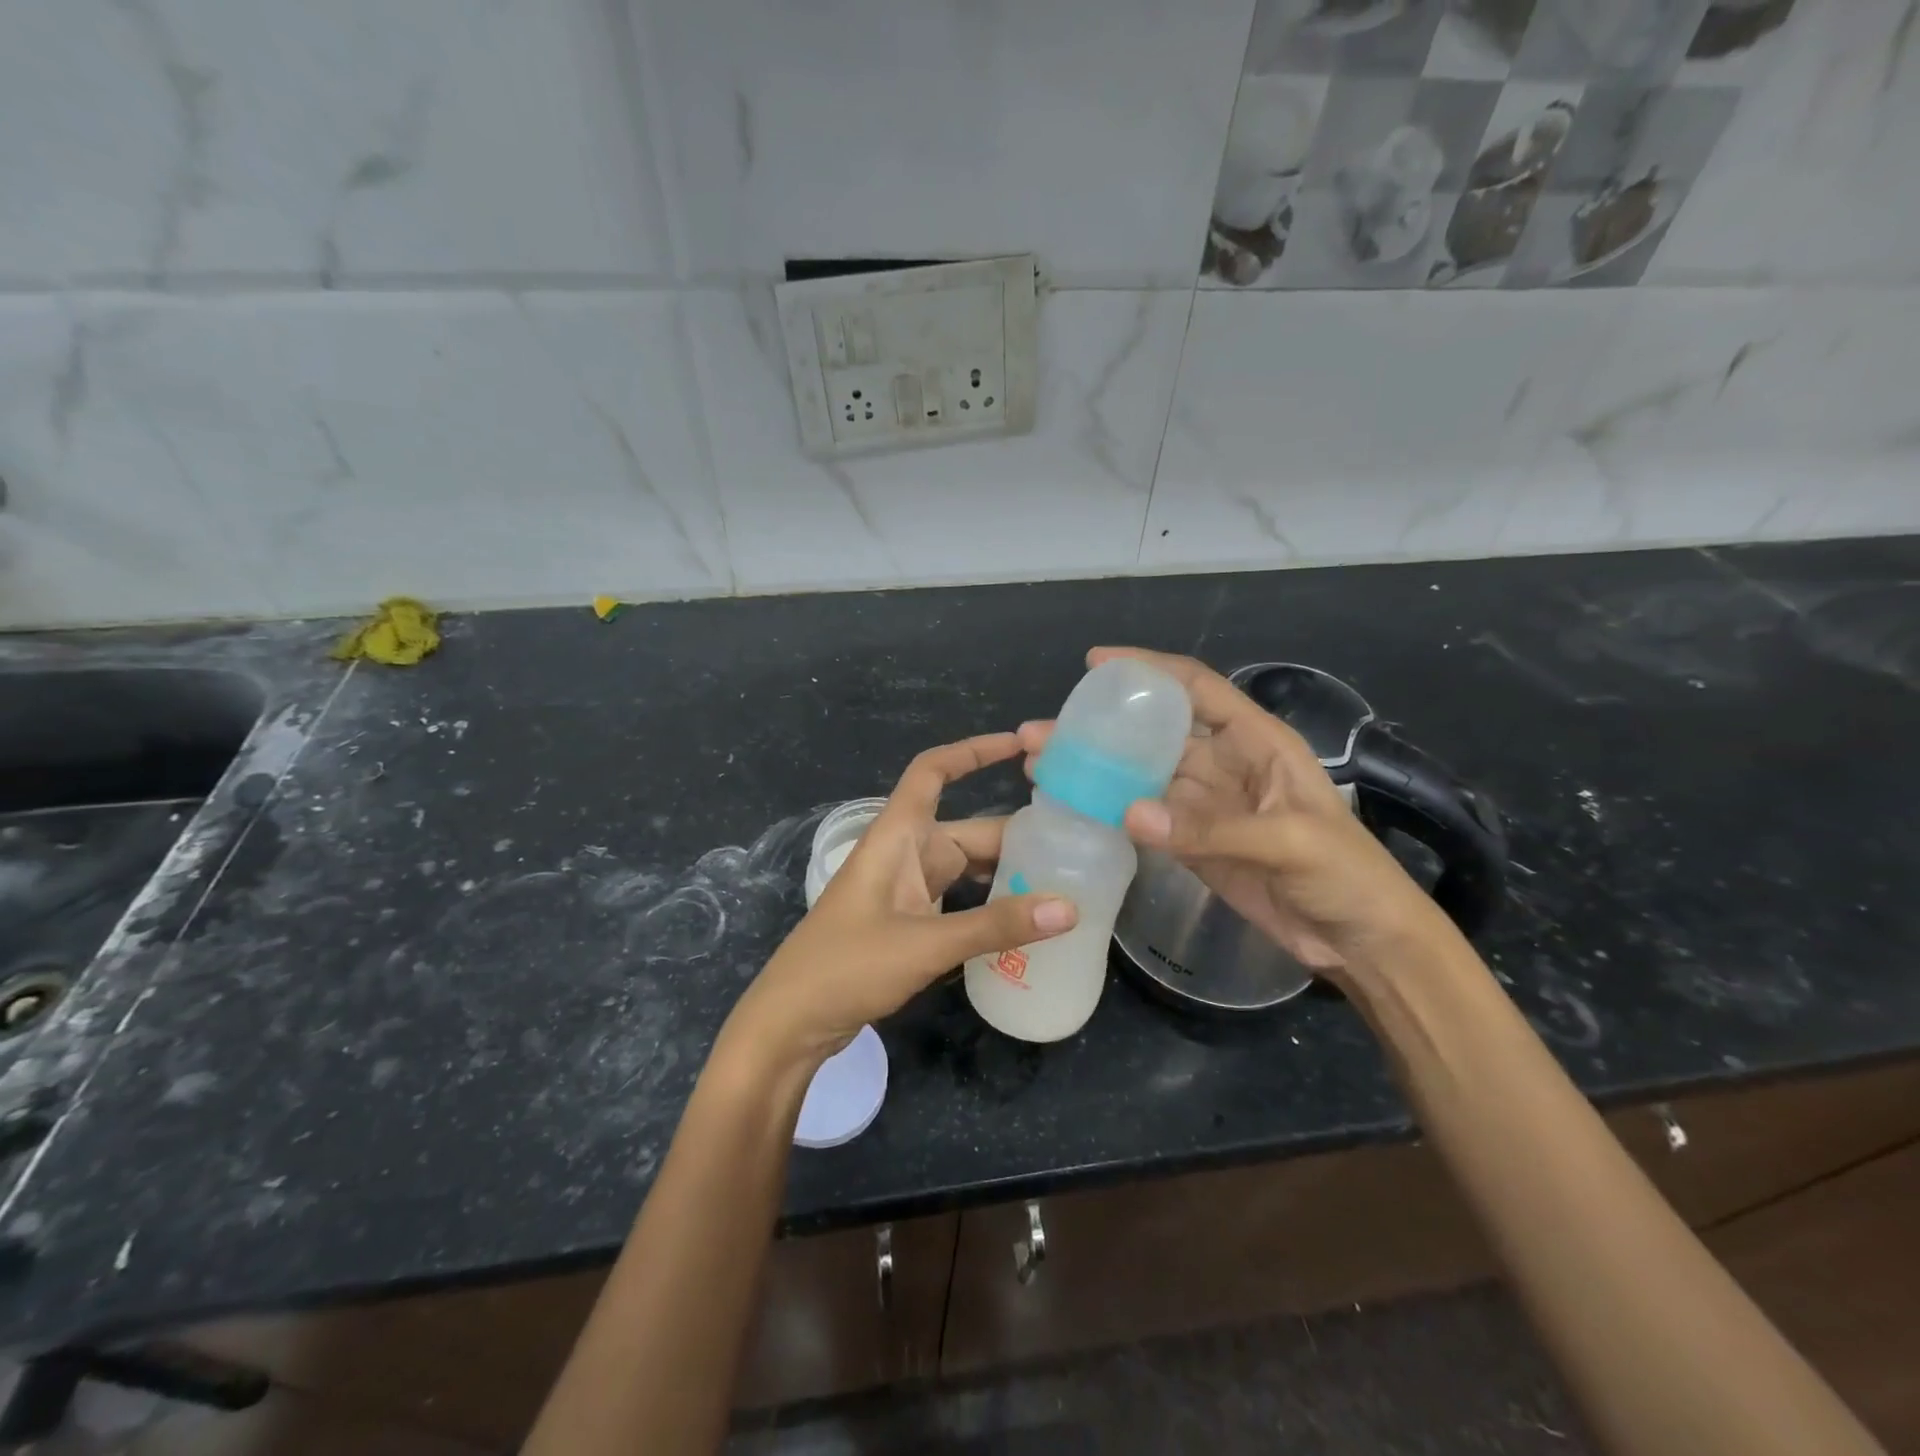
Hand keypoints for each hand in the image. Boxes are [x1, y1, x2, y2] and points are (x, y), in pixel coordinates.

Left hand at [725, 734, 1076, 1068]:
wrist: (791, 1021)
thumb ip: (996, 926)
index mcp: (897, 836)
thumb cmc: (847, 966)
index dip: (973, 752)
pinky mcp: (908, 921)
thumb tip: (1069, 907)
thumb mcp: (926, 944)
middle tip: (1077, 843)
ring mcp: (905, 888)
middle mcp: (903, 853)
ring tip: (1065, 880)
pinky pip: (959, 899)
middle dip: (1016, 833)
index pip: (933, 772)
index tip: (1020, 745)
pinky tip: (1024, 920)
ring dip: (1006, 872)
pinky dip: (989, 903)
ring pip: (966, 866)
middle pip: (967, 829)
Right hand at [1018, 648, 1433, 979]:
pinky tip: (1073, 807)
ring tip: (1041, 767)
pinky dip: (1109, 811)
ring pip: (1140, 777)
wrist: (1360, 941)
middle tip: (1043, 731)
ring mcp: (1206, 805)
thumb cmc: (1345, 874)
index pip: (1196, 688)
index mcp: (1256, 742)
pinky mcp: (1193, 843)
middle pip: (1153, 734)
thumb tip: (1128, 814)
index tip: (1096, 664)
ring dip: (1095, 771)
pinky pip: (1144, 818)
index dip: (1148, 669)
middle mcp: (1225, 764)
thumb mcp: (1290, 841)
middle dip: (1100, 727)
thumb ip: (1210, 828)